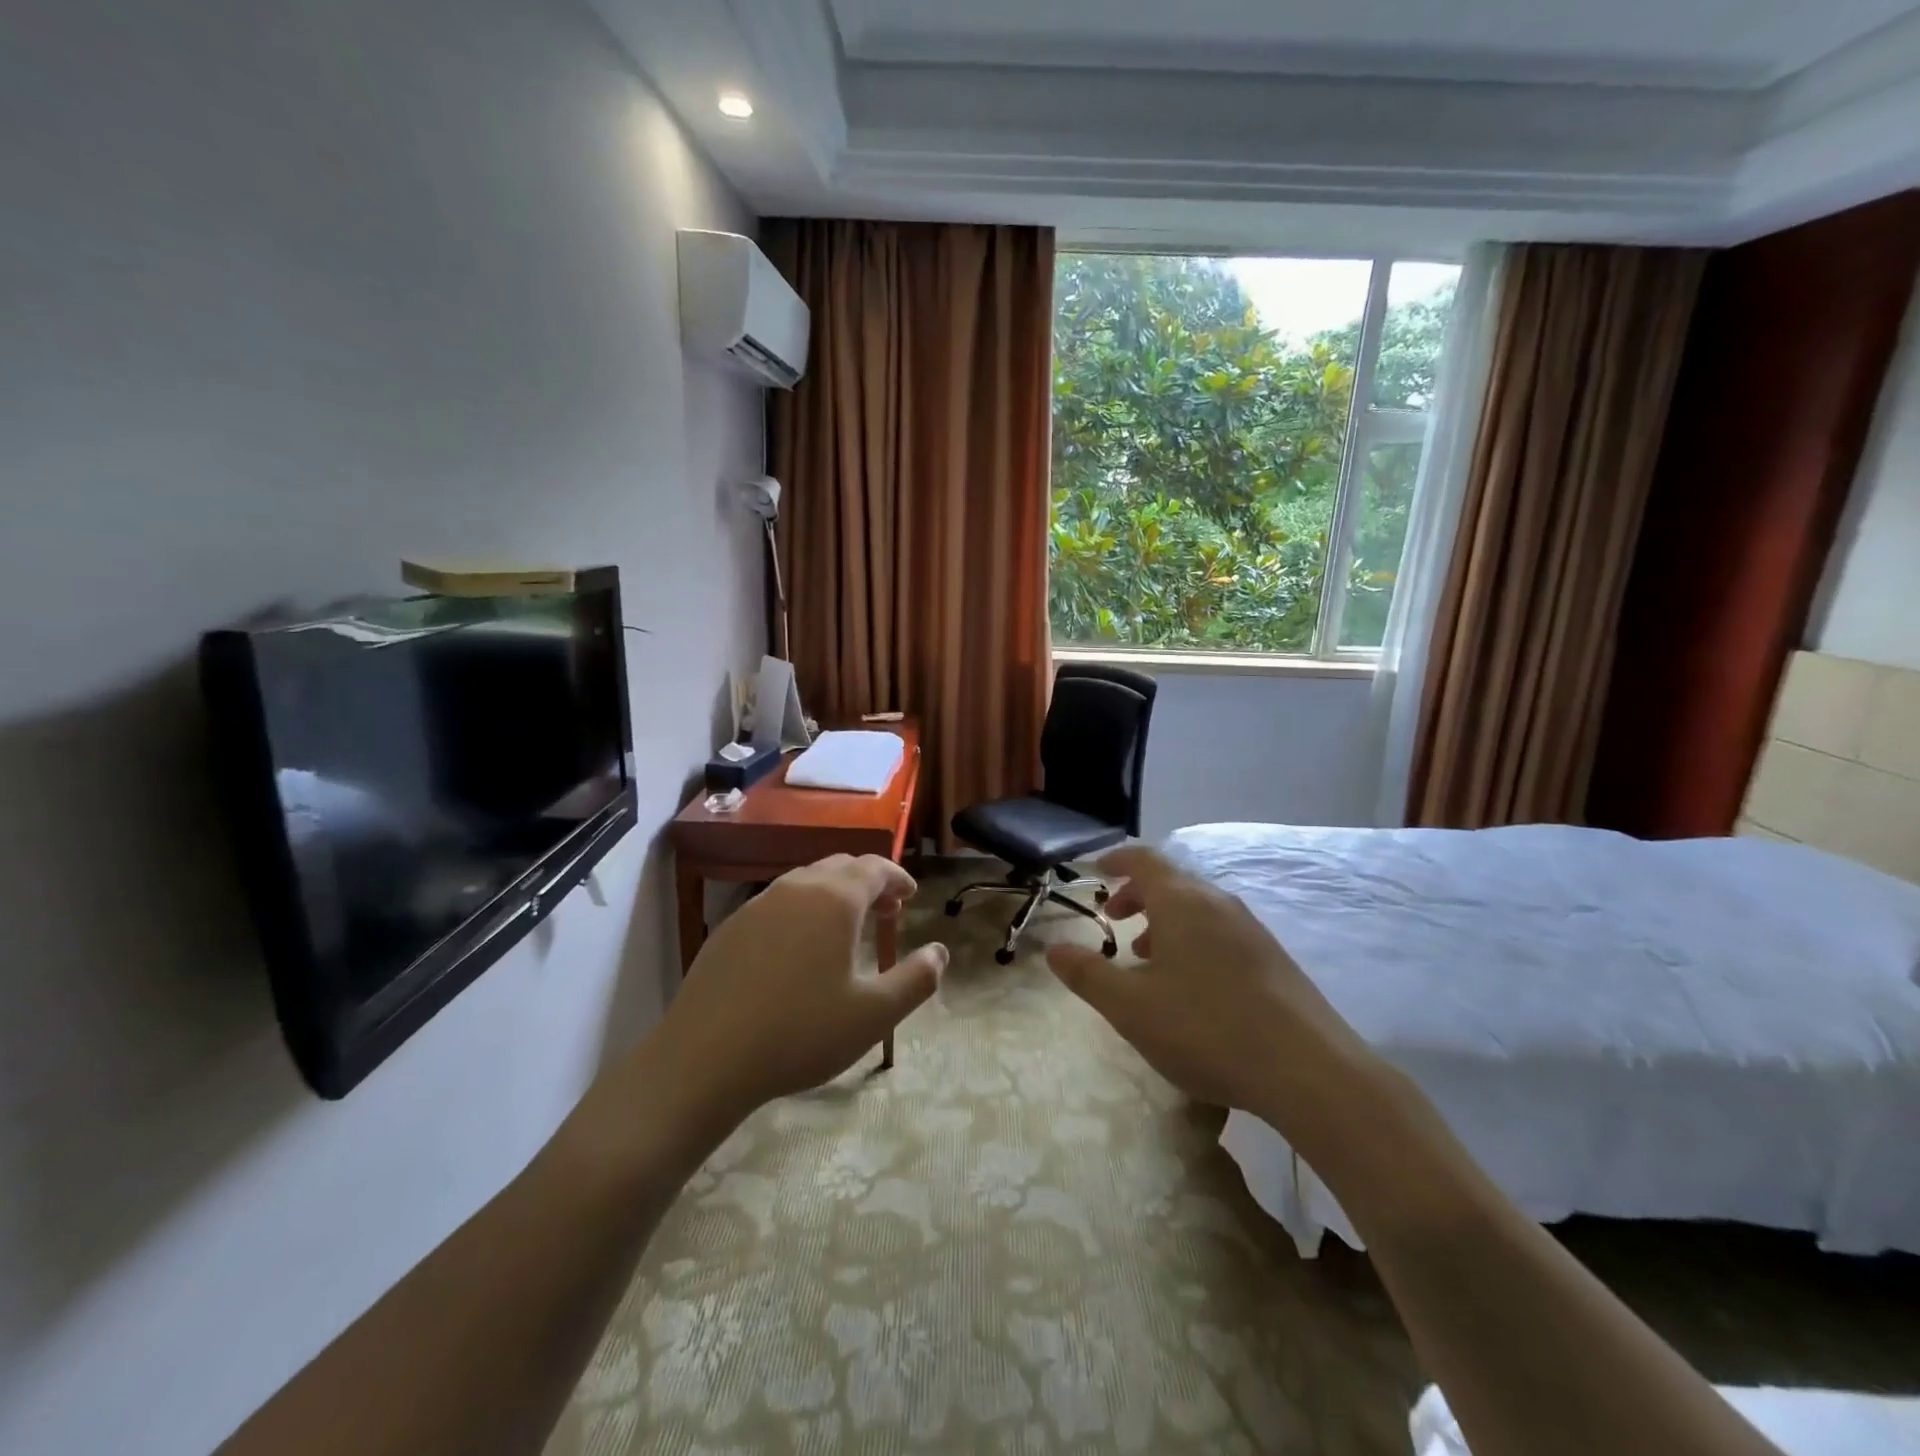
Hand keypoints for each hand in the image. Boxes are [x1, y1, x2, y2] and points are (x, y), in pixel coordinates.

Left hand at [656, 854, 946, 1123]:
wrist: (704, 1059)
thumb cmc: (800, 1033)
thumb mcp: (874, 1015)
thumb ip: (916, 979)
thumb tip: (940, 952)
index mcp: (835, 899)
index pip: (874, 868)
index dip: (897, 878)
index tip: (911, 897)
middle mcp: (796, 888)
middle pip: (840, 867)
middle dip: (869, 883)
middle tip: (886, 911)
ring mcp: (757, 905)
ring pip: (806, 882)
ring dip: (834, 895)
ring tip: (846, 929)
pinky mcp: (730, 928)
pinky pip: (777, 904)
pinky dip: (801, 911)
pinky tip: (798, 950)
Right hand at [1046, 845, 1373, 1132]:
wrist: (1309, 1071)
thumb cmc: (1206, 1028)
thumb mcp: (1131, 1007)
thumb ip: (1087, 975)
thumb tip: (1053, 948)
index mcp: (1182, 902)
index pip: (1143, 860)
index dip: (1116, 862)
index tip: (1096, 872)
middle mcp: (1218, 903)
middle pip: (1171, 883)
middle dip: (1138, 896)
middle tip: (1114, 922)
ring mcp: (1252, 929)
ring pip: (1198, 910)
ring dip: (1166, 922)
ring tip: (1147, 959)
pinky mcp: (1274, 959)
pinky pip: (1221, 932)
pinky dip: (1194, 941)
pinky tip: (1192, 987)